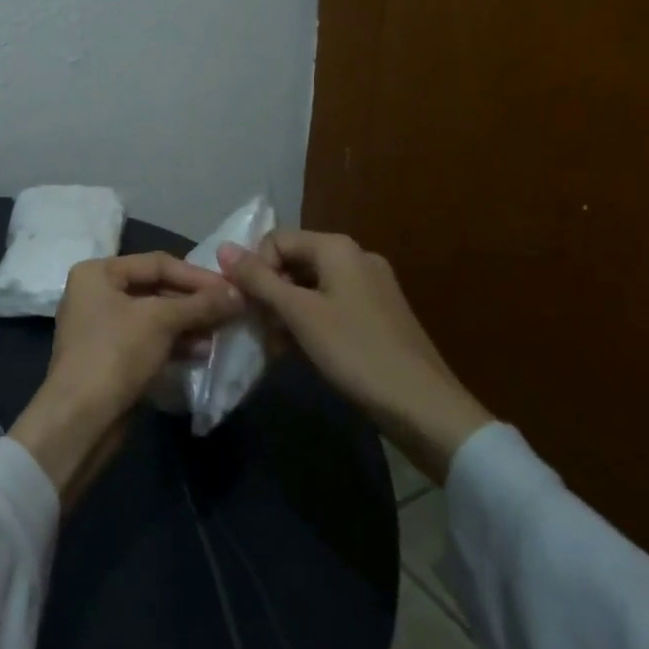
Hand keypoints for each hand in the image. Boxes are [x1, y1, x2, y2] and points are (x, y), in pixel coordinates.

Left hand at [9, 253, 241, 505]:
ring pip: (154, 316)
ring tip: (221, 333)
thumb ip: (200, 304)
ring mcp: (102, 327)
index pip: (156, 263)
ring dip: (188, 323)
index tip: (232, 288)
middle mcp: (96, 293)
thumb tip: (239, 293)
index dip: (197, 275)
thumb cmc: (115, 354)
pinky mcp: (111, 357)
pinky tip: (202, 351)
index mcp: (98, 272)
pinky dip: (174, 342)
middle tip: (231, 310)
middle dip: (193, 302)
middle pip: (155, 288)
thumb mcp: (160, 321)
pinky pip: (148, 340)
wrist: (80, 419)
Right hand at [218, 231, 493, 483]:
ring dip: (287, 312)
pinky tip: (304, 352)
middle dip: (271, 293)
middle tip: (262, 330)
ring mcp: (371, 286)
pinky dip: (311, 322)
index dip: (256, 269)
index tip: (251, 307)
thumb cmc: (356, 353)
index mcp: (337, 248)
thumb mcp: (299, 315)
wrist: (425, 408)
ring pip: (310, 286)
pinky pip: (331, 305)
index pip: (276, 240)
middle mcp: (356, 257)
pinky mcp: (379, 314)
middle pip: (294, 261)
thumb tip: (223, 248)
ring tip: (280, 347)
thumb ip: (259, 280)